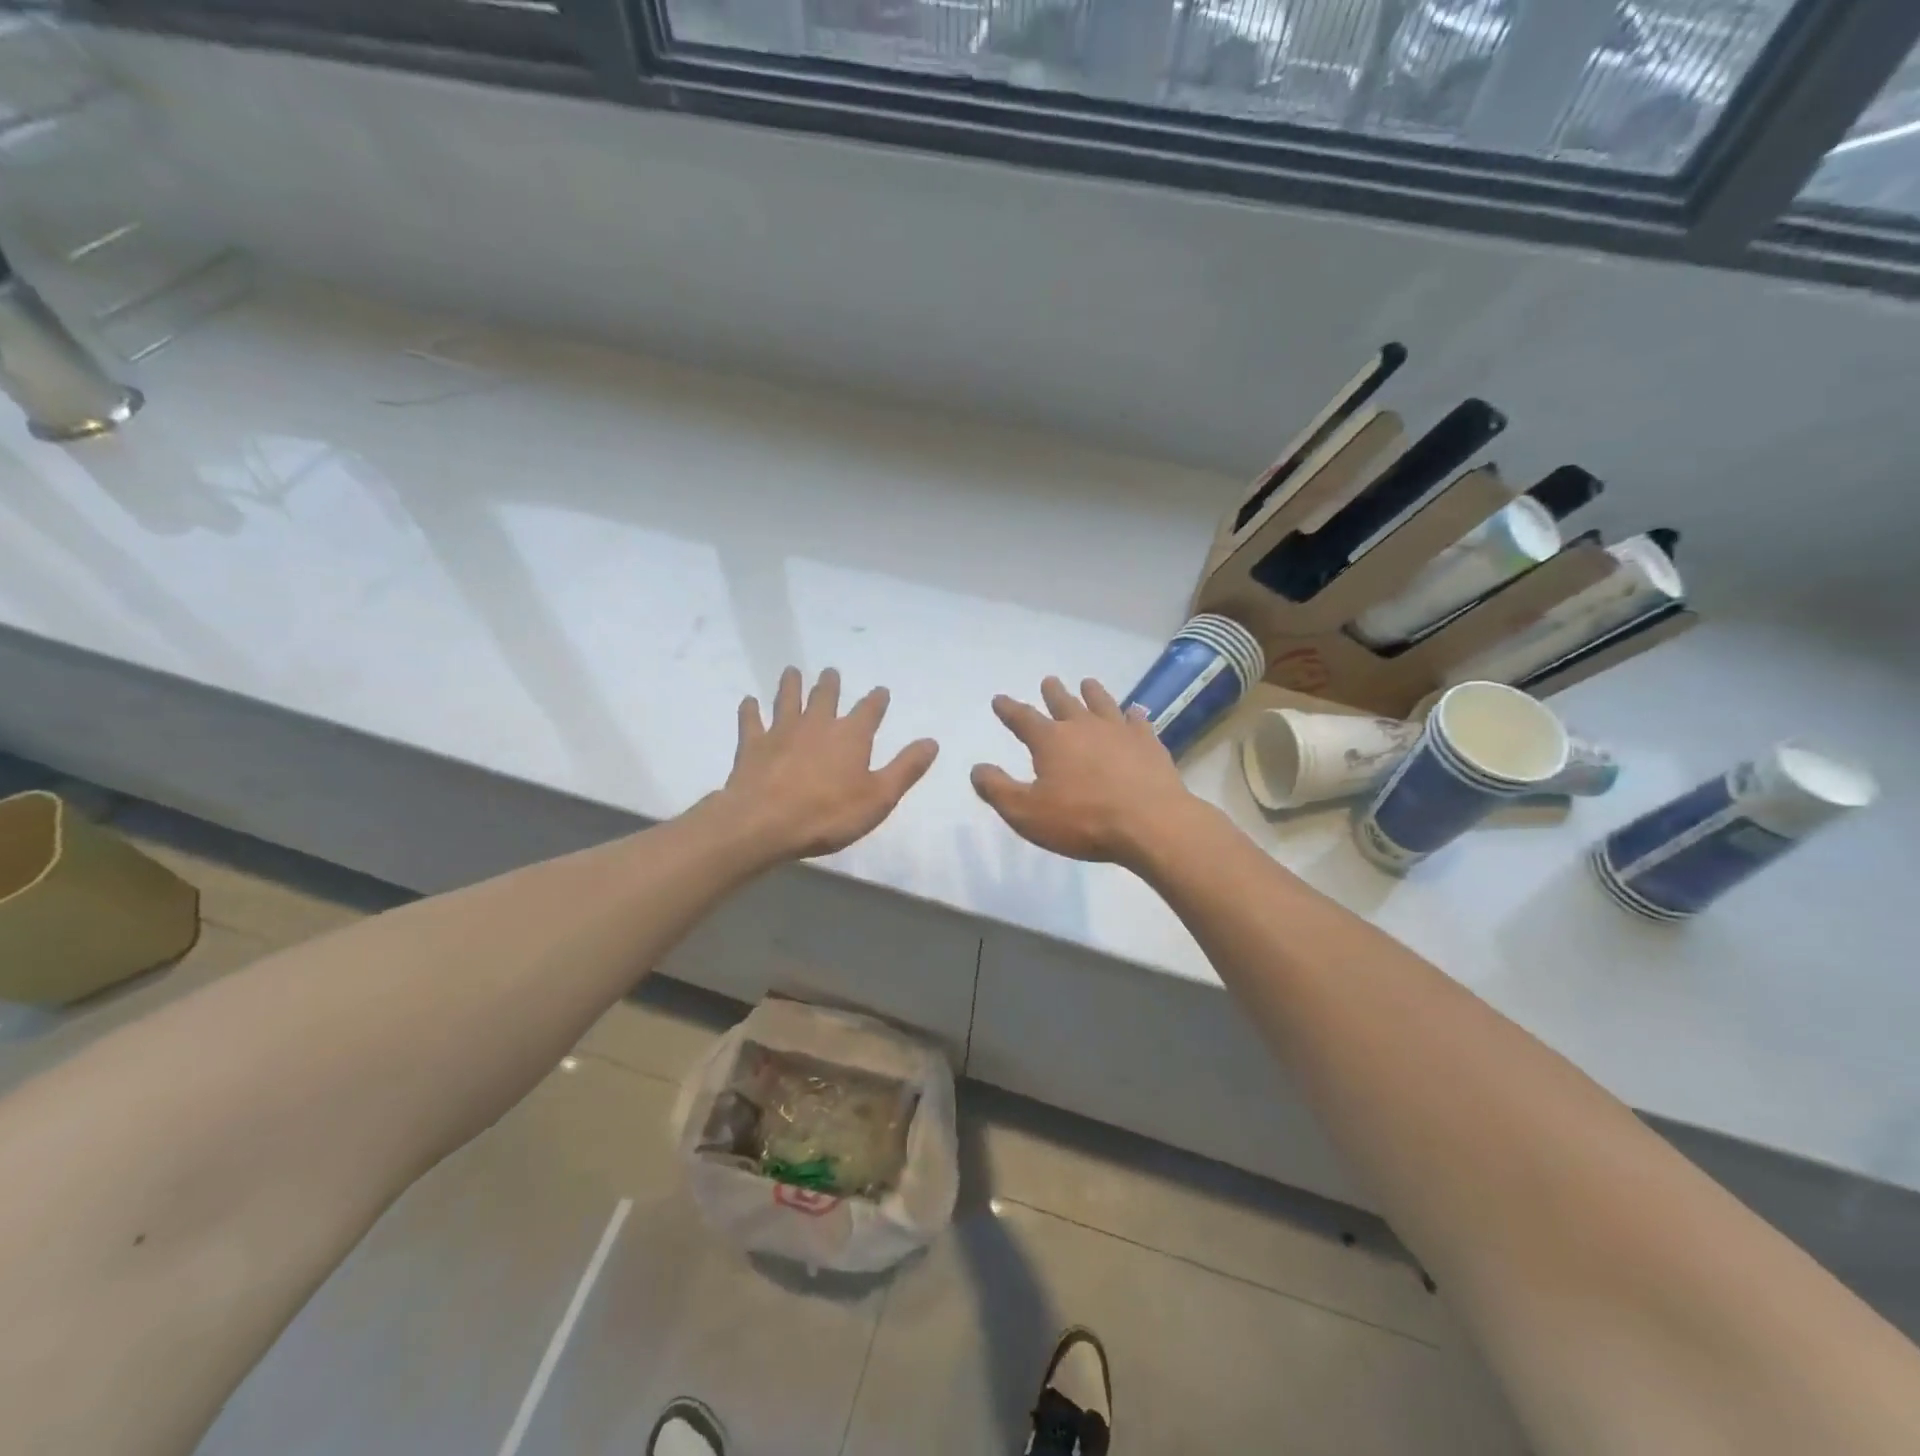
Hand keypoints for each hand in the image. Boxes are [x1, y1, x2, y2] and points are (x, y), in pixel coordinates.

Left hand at [719, 667, 937, 862]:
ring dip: (791, 685)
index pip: (869, 710)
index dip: (876, 700)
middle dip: (830, 684)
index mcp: (851, 736)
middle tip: (831, 672)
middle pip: (825, 697)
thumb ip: (905, 768)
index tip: (880, 691)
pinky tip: (749, 701)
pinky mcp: (753, 745)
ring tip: (792, 671)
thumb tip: (932, 741)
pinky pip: (751, 721)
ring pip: (788, 700)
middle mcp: (817, 724)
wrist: (764, 823)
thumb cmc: (828, 814)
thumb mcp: (879, 797)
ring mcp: (782, 731)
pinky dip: (750, 710)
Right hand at [971, 676, 1197, 867]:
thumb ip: (998, 790)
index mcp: (1051, 741)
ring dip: (1092, 693)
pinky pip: (1138, 722)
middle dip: (1053, 693)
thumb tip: (977, 768)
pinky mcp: (1149, 743)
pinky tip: (1135, 713)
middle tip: (1049, 682)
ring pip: (1102, 703)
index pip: (1023, 718)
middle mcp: (1083, 726)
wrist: (1150, 822)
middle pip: (1064, 703)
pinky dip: (1133, 715)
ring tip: (1087, 683)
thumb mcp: (1026, 813)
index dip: (1009, 709)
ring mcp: (1119, 731)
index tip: (999, 699)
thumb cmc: (1082, 820)